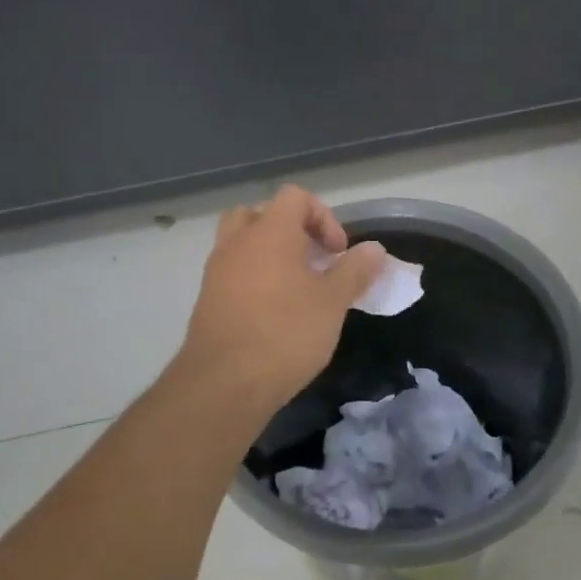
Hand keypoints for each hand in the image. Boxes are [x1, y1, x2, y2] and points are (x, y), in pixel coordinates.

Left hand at [177, 185, 385, 415]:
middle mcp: (238, 241)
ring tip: (293, 287)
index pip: (295, 196)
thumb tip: (374, 249)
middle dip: (290, 231)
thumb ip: (355, 271)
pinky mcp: (206, 298)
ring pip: (242, 242)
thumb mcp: (333, 303)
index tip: (337, 253)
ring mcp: (216, 269)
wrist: (224, 383)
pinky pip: (231, 271)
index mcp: (270, 231)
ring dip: (268, 254)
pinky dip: (251, 278)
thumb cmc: (286, 334)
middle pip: (261, 213)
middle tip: (310, 261)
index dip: (323, 217)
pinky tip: (271, 312)